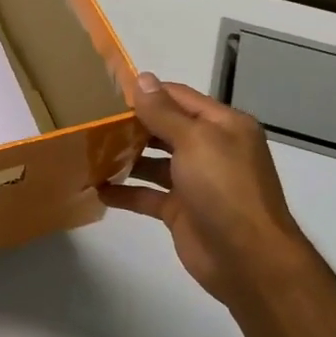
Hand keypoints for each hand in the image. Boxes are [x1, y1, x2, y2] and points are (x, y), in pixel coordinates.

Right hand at [100, 72, 314, 307]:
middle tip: (90, 121)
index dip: (146, 93)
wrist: (248, 258)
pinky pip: (146, 194)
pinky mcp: (180, 210)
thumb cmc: (224, 189)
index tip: (106, 91)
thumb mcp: (195, 141)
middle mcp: (210, 149)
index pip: (179, 97)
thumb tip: (142, 78)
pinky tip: (96, 188)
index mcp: (222, 126)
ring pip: (153, 162)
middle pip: (164, 129)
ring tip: (88, 151)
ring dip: (124, 157)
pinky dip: (124, 191)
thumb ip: (164, 112)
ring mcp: (195, 182)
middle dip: (131, 125)